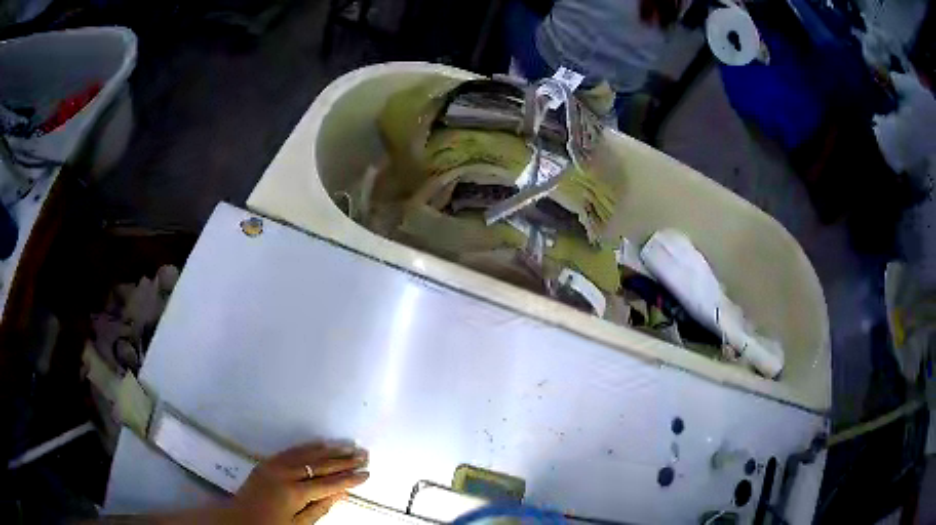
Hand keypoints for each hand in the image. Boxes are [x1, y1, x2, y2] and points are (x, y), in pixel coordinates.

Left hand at [224, 441, 369, 523]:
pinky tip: (321, 443)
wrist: (238, 519)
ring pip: (307, 453)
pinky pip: (292, 450)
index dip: (349, 479)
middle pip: (320, 465)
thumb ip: (320, 508)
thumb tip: (342, 493)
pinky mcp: (267, 461)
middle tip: (364, 454)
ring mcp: (274, 465)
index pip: (328, 483)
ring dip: (330, 449)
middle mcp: (285, 474)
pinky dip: (309, 447)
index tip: (367, 473)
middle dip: (344, 460)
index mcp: (294, 493)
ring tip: (349, 446)